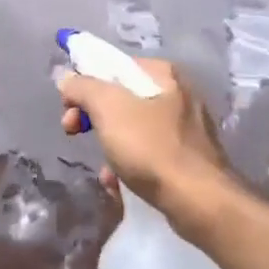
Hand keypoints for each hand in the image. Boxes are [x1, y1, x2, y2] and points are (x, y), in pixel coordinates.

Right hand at [58, 58, 232, 217]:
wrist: (200, 202)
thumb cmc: (152, 148)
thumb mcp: (109, 108)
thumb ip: (83, 87)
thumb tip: (68, 80)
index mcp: (164, 75)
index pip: (114, 66)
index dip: (85, 82)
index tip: (68, 106)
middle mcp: (179, 96)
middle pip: (122, 98)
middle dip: (93, 117)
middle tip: (73, 132)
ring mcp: (186, 130)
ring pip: (133, 130)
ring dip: (110, 147)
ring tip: (104, 170)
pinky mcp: (188, 161)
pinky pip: (148, 156)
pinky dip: (130, 168)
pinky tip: (120, 185)